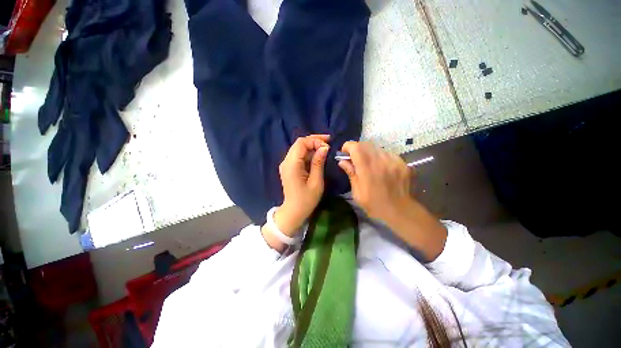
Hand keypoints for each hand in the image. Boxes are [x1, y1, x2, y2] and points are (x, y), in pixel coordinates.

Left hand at [275, 134, 329, 234]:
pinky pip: (298, 155)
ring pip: (299, 148)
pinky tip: (318, 155)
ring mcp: (286, 164)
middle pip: (299, 143)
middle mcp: (286, 161)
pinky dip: (308, 153)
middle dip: (314, 140)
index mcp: (292, 165)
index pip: (301, 143)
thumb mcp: (316, 182)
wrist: (294, 211)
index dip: (315, 140)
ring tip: (325, 147)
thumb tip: (324, 147)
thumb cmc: (306, 199)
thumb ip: (319, 163)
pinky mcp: (289, 168)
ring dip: (312, 146)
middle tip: (328, 141)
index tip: (328, 146)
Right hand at [337, 141, 446, 260]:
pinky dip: (380, 157)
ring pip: (377, 148)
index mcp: (367, 168)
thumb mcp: (357, 192)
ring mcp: (393, 160)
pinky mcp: (402, 163)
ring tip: (369, 164)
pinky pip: (388, 154)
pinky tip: (381, 168)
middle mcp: (380, 160)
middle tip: (355, 159)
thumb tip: (342, 161)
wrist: (400, 211)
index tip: (344, 153)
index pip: (355, 147)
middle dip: (357, 149)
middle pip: (366, 144)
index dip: (347, 146)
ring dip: (369, 153)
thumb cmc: (374, 204)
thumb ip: (351, 173)